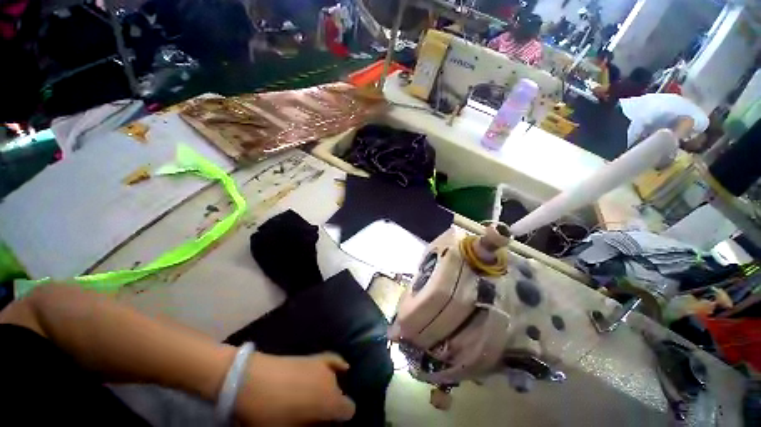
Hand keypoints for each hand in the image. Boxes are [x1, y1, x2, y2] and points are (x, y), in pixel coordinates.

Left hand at [234, 352, 355, 425]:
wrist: (252, 379)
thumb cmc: (270, 412)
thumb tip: (320, 424)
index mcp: (329, 400)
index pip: (349, 409)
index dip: (342, 420)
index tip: (329, 426)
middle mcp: (331, 380)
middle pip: (340, 395)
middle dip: (332, 407)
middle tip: (315, 417)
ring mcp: (322, 365)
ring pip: (335, 380)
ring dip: (329, 391)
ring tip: (313, 400)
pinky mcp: (313, 356)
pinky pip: (333, 360)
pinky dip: (338, 366)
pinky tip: (342, 367)